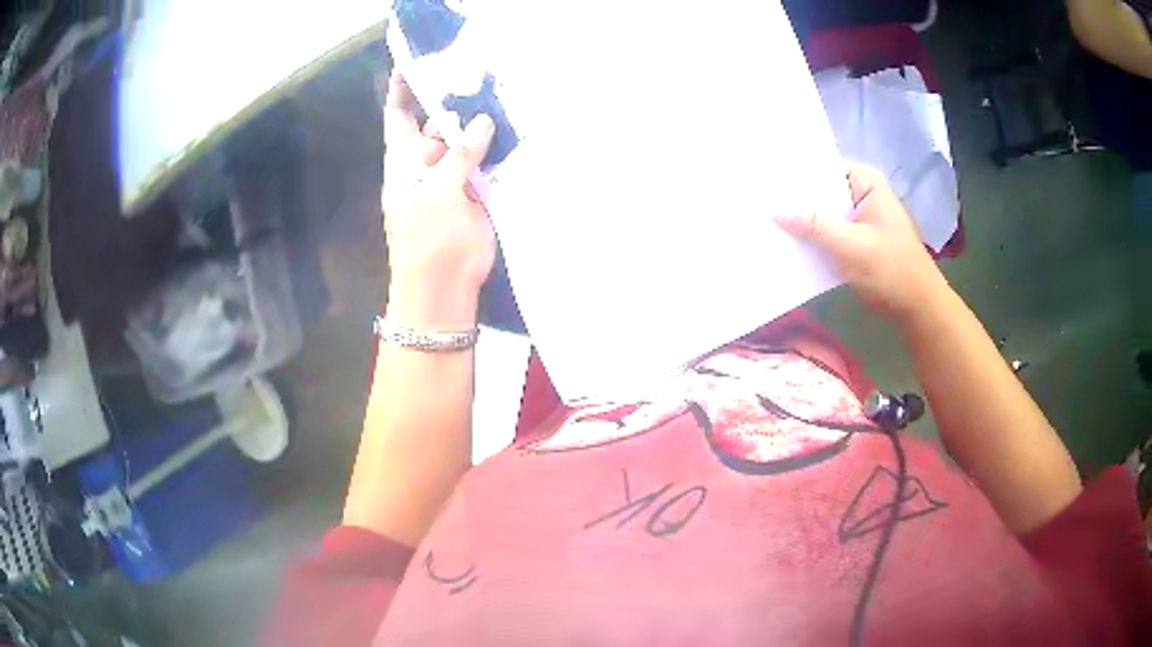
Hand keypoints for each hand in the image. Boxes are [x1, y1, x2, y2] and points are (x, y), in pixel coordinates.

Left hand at [382, 71, 495, 330]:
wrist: (445, 288)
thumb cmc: (428, 241)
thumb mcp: (438, 193)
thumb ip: (460, 155)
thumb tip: (484, 122)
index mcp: (405, 160)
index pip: (399, 116)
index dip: (403, 89)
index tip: (416, 61)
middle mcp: (428, 163)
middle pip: (438, 123)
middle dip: (456, 100)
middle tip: (483, 70)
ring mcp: (454, 177)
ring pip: (467, 141)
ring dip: (482, 123)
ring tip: (505, 91)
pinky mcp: (477, 191)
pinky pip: (487, 162)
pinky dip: (500, 147)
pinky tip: (518, 127)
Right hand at [776, 165, 947, 325]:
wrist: (918, 310)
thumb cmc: (892, 271)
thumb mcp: (851, 247)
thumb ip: (813, 225)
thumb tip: (772, 208)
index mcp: (865, 182)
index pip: (821, 167)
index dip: (793, 175)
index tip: (761, 182)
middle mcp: (861, 193)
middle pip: (820, 191)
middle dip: (793, 200)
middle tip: (755, 203)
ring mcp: (858, 218)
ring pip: (822, 214)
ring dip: (800, 223)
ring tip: (762, 223)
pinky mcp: (856, 240)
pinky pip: (828, 233)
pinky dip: (812, 240)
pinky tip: (786, 245)